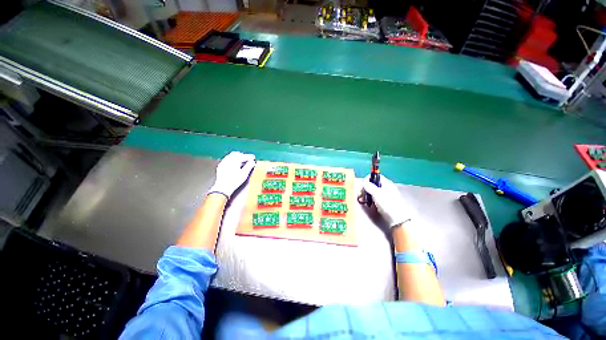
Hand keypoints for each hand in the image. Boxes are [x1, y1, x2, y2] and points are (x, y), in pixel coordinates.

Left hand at [209, 151, 255, 198]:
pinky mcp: (220, 166)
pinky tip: (234, 164)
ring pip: (231, 156)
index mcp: (234, 160)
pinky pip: (227, 159)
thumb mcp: (244, 174)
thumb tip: (252, 161)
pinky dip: (232, 159)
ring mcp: (223, 162)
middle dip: (243, 155)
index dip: (249, 156)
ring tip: (242, 161)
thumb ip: (249, 166)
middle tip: (248, 159)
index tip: (253, 157)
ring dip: (237, 157)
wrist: (222, 188)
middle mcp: (228, 159)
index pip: (243, 156)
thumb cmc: (234, 181)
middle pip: (236, 154)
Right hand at [362, 175, 415, 227]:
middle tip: (362, 195)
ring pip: (373, 190)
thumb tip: (364, 182)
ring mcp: (385, 193)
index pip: (375, 176)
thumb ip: (369, 187)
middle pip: (372, 183)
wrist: (397, 218)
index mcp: (386, 182)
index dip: (367, 179)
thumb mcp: (377, 194)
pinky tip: (369, 203)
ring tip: (364, 200)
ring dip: (367, 193)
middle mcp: (386, 186)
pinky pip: (375, 196)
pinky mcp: (384, 200)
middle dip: (366, 187)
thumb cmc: (387, 204)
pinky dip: (370, 198)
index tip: (363, 186)